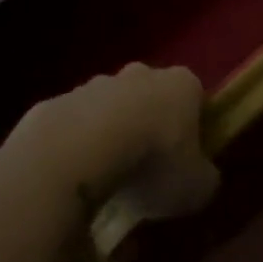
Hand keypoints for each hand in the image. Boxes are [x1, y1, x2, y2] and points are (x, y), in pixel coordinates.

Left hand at [13, 63, 219, 220]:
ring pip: (109, 107)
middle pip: (150, 95)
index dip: (193, 127)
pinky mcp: (58, 101)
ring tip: (106, 178)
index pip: (194, 97)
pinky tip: (74, 178)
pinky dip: (76, 145)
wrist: (79, 150)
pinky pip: (73, 124)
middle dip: (149, 124)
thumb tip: (201, 179)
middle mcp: (141, 74)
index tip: (186, 158)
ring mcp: (96, 84)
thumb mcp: (195, 187)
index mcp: (182, 85)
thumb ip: (204, 179)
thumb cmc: (152, 162)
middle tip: (146, 167)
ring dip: (110, 134)